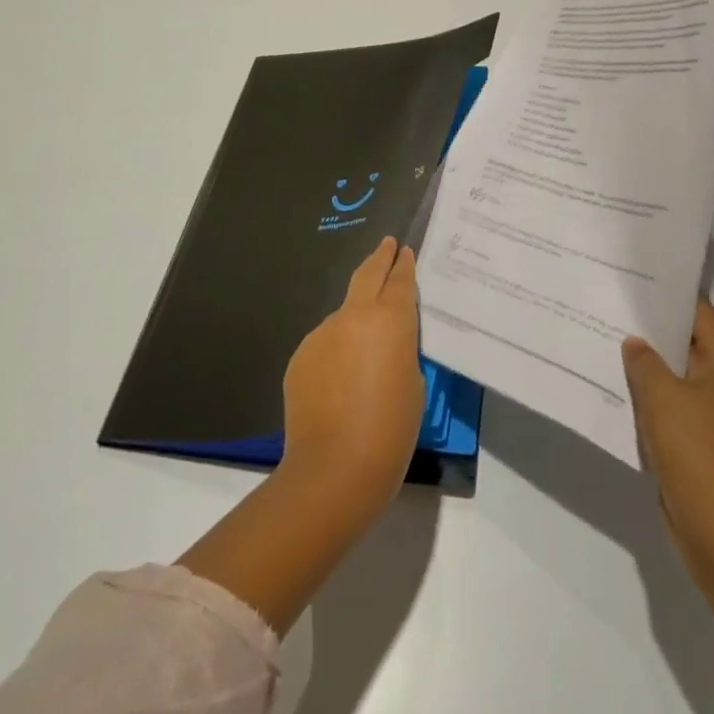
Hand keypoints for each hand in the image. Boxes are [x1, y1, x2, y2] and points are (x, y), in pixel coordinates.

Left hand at [279, 236, 426, 519]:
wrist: (334, 468)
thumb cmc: (390, 429)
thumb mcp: (413, 382)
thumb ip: (400, 350)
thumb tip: (383, 343)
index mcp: (390, 319)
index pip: (400, 281)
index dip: (403, 264)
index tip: (403, 250)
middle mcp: (354, 316)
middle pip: (367, 275)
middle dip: (379, 258)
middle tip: (386, 245)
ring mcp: (322, 334)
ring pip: (344, 315)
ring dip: (355, 319)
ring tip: (366, 347)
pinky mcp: (301, 357)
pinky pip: (325, 344)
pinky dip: (335, 351)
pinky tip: (341, 381)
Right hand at [623, 297, 713, 549]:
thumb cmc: (694, 449)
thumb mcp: (661, 395)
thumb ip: (644, 361)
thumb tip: (635, 343)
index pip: (700, 313)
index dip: (671, 294)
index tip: (638, 279)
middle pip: (685, 342)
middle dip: (652, 327)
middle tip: (613, 305)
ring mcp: (708, 415)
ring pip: (673, 375)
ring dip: (646, 364)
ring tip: (606, 339)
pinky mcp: (693, 442)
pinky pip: (667, 405)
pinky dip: (646, 396)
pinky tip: (615, 387)